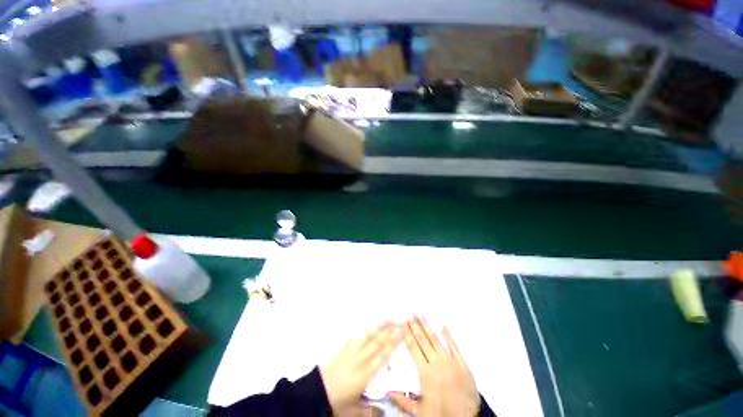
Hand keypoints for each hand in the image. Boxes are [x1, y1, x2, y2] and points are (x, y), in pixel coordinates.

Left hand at [321, 323, 401, 413]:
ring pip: (367, 337)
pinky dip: (365, 329)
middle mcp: (360, 360)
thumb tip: (384, 411)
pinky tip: (371, 324)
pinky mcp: (345, 348)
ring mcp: (352, 352)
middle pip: (376, 344)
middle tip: (399, 323)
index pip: (382, 357)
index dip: (392, 345)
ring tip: (388, 320)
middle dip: (389, 333)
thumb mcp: (355, 409)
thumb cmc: (340, 400)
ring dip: (379, 327)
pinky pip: (356, 335)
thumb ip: (370, 409)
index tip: (401, 335)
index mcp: (364, 375)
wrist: (321, 390)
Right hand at [389, 317, 479, 416]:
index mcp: (425, 372)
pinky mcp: (462, 362)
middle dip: (415, 326)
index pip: (413, 348)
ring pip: (435, 340)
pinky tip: (443, 326)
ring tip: (420, 316)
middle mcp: (436, 363)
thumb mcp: (419, 411)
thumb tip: (388, 391)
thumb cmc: (442, 414)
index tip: (402, 324)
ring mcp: (450, 361)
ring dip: (427, 327)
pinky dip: (448, 336)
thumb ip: (403, 400)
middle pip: (422, 340)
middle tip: (409, 314)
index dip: (407, 335)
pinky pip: (454, 346)